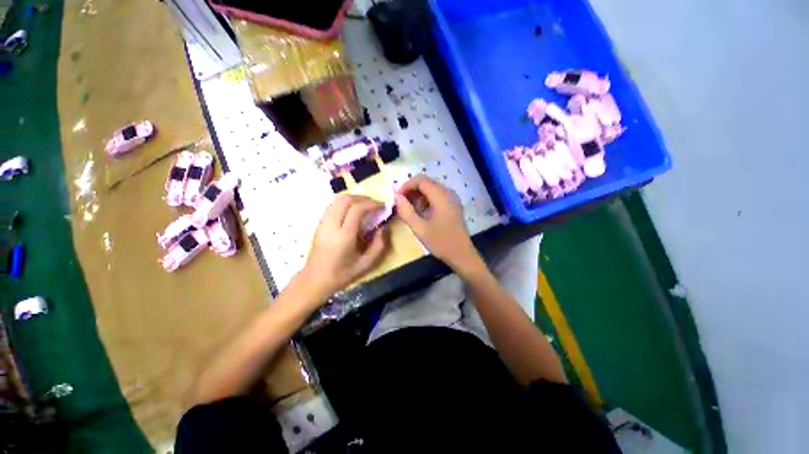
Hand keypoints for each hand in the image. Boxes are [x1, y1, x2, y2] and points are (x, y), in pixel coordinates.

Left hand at [301, 195, 389, 296]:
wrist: (315, 280)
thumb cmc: (342, 274)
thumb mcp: (366, 264)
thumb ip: (379, 245)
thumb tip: (384, 227)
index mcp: (344, 236)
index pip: (357, 209)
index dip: (371, 204)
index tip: (382, 206)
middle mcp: (331, 225)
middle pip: (346, 199)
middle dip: (363, 198)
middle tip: (375, 204)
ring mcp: (323, 223)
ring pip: (337, 200)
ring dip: (354, 198)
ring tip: (366, 205)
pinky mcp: (319, 223)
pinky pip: (332, 205)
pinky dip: (345, 202)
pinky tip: (353, 210)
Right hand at [394, 175, 481, 271]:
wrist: (462, 254)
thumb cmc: (440, 242)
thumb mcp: (419, 228)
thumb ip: (406, 211)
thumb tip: (396, 197)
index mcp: (441, 196)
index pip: (421, 180)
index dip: (406, 186)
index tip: (397, 198)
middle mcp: (448, 193)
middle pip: (426, 182)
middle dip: (412, 191)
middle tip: (402, 204)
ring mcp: (452, 198)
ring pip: (431, 188)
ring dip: (419, 196)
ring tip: (411, 210)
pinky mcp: (453, 205)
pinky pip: (437, 195)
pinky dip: (426, 200)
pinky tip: (422, 213)